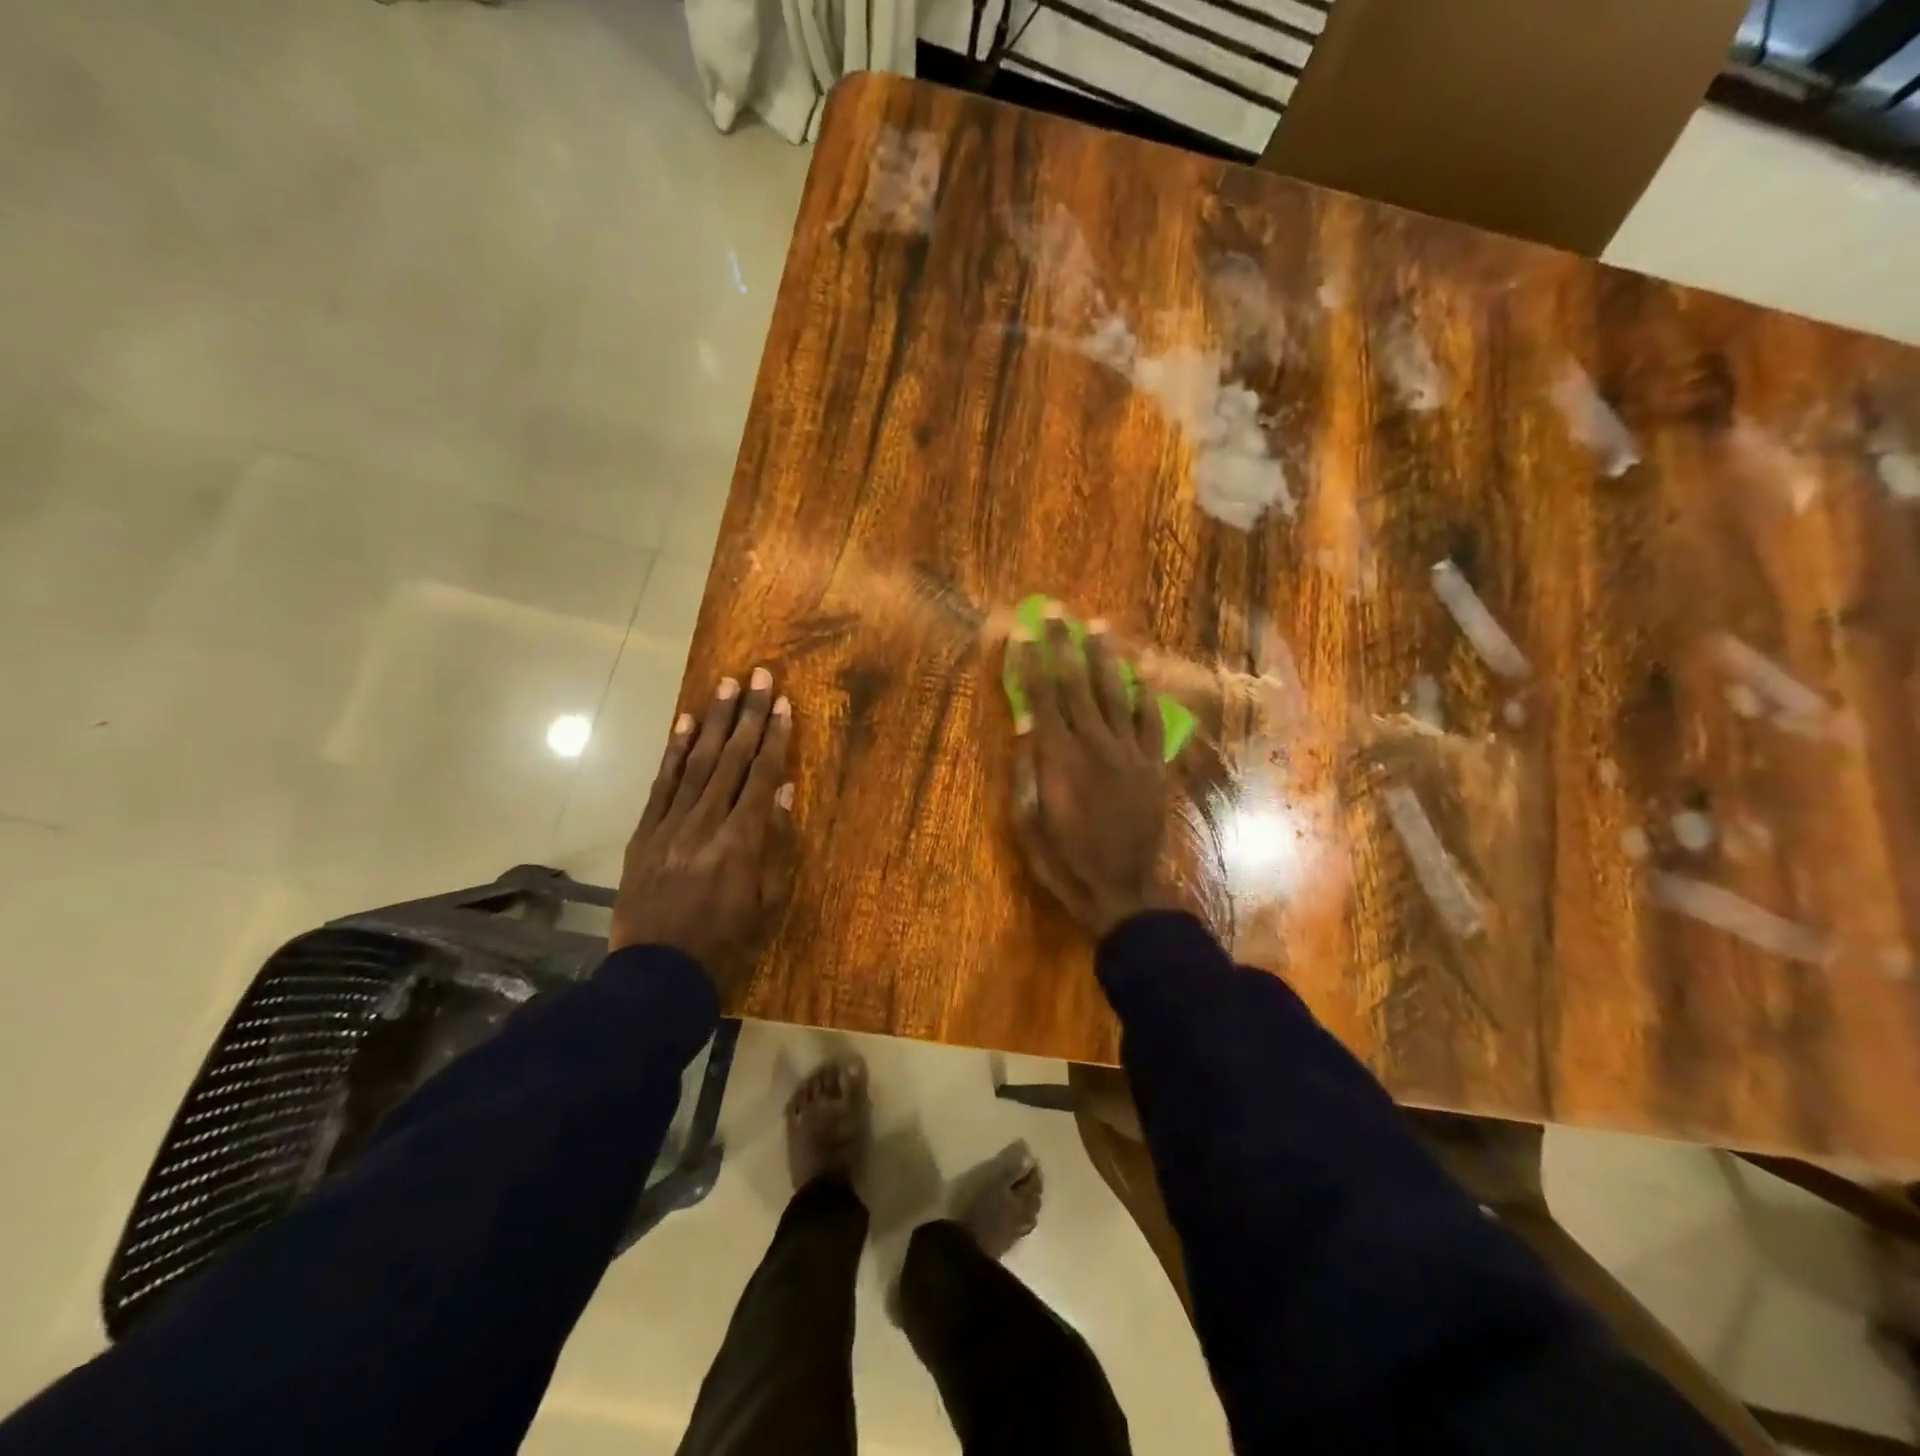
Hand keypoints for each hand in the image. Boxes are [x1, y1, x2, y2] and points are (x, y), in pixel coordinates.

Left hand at [611, 667, 797, 999]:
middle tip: (757, 674)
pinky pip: (661, 785)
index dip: (774, 737)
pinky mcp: (644, 833)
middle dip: (747, 715)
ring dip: (712, 721)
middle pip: (731, 759)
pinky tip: (684, 724)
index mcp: (740, 842)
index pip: (761, 777)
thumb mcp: (766, 902)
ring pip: (696, 763)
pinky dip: (673, 752)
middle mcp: (706, 823)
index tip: (782, 703)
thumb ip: (776, 844)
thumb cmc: (725, 941)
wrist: (657, 972)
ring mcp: (670, 825)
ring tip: (725, 685)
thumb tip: (784, 792)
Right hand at [1007, 611, 1169, 937]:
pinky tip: (1140, 672)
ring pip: (1114, 694)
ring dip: (1105, 657)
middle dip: (1064, 644)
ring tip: (1098, 626)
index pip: (1042, 697)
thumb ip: (1027, 771)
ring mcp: (1128, 752)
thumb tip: (1026, 724)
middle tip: (1057, 611)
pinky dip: (1144, 694)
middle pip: (1076, 684)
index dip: (1031, 662)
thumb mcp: (1028, 823)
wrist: (1122, 889)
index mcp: (1059, 758)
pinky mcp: (1151, 765)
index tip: (1024, 631)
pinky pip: (1149, 721)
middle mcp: (1095, 744)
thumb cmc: (1065, 860)